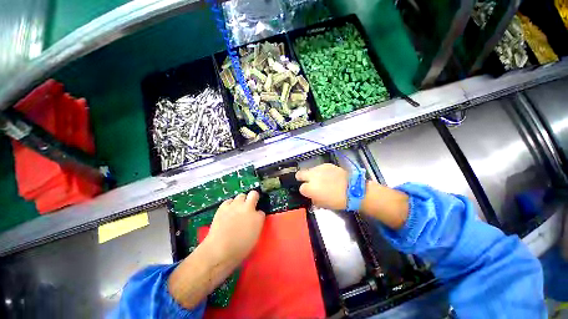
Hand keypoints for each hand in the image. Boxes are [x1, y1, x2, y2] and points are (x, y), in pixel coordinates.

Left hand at [206, 191, 265, 264]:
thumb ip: (256, 225)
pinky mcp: (224, 206)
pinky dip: (230, 205)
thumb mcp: (254, 237)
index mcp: (258, 218)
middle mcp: (248, 208)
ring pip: (241, 195)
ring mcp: (236, 205)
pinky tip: (228, 211)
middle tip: (250, 204)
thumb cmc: (239, 249)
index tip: (255, 219)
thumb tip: (254, 220)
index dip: (258, 215)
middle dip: (253, 197)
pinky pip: (229, 201)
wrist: (219, 250)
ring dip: (241, 201)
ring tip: (237, 208)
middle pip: (254, 194)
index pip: (261, 211)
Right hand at [295, 163, 348, 209]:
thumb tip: (312, 197)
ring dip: (312, 175)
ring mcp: (319, 169)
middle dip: (301, 178)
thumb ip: (314, 199)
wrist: (352, 189)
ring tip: (321, 179)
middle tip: (308, 182)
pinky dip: (321, 171)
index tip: (310, 193)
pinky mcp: (326, 164)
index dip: (305, 191)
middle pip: (299, 174)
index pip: (301, 188)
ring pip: (310, 170)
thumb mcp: (323, 204)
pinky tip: (328, 176)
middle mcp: (311, 176)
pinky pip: (319, 167)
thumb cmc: (337, 201)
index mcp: (310, 188)